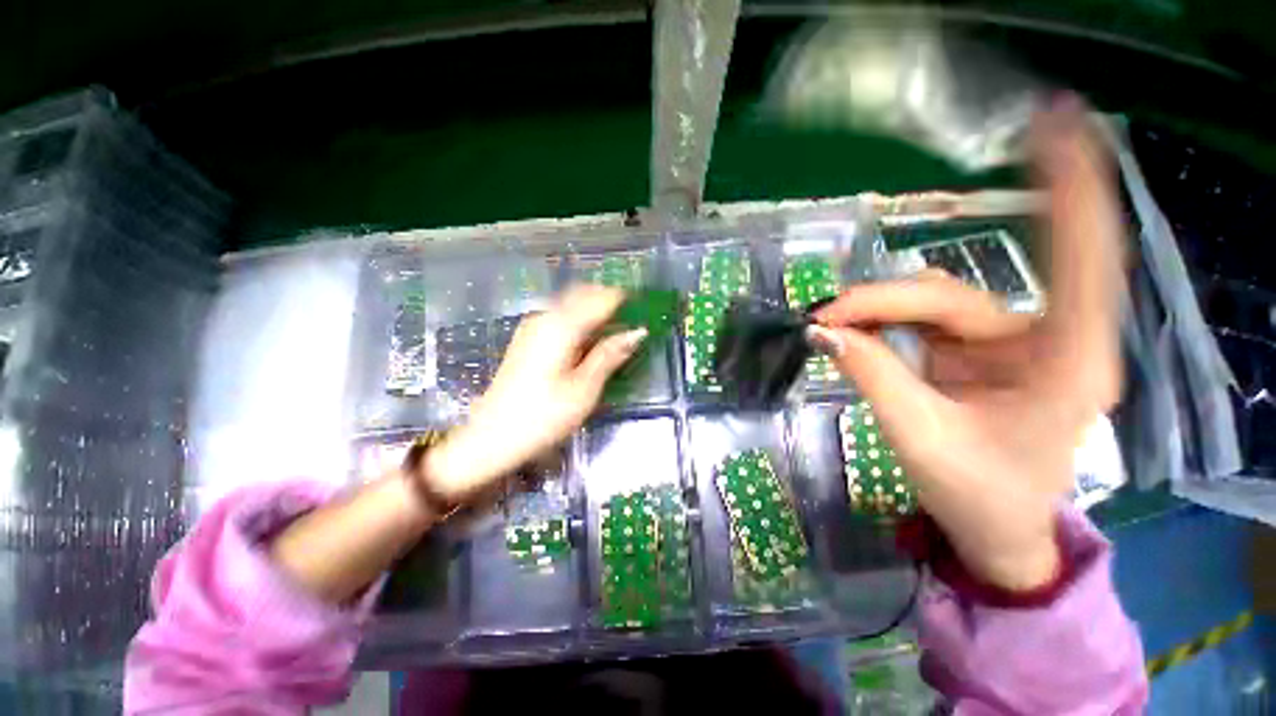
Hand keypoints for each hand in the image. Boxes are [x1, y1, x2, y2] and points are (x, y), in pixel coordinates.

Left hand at [424, 285, 645, 500]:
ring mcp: (533, 326)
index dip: (624, 300)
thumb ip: (610, 356)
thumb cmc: (543, 417)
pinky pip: (560, 316)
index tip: (643, 309)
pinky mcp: (528, 338)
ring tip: (614, 332)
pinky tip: (589, 342)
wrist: (492, 436)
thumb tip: (637, 333)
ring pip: (571, 303)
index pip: (600, 299)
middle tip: (630, 320)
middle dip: (609, 302)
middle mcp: (545, 317)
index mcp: (561, 327)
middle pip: (583, 294)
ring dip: (595, 311)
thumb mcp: (584, 390)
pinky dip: (580, 321)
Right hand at [809, 98, 1123, 590]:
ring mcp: (1005, 343)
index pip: (1079, 259)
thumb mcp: (920, 438)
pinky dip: (881, 321)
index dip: (1070, 190)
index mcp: (1065, 361)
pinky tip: (853, 328)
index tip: (1055, 124)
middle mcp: (1043, 338)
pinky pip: (922, 320)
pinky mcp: (975, 350)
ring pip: (932, 303)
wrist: (994, 530)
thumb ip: (873, 376)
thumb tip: (824, 332)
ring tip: (828, 325)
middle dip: (882, 300)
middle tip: (823, 316)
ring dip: (876, 309)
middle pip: (952, 294)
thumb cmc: (979, 497)